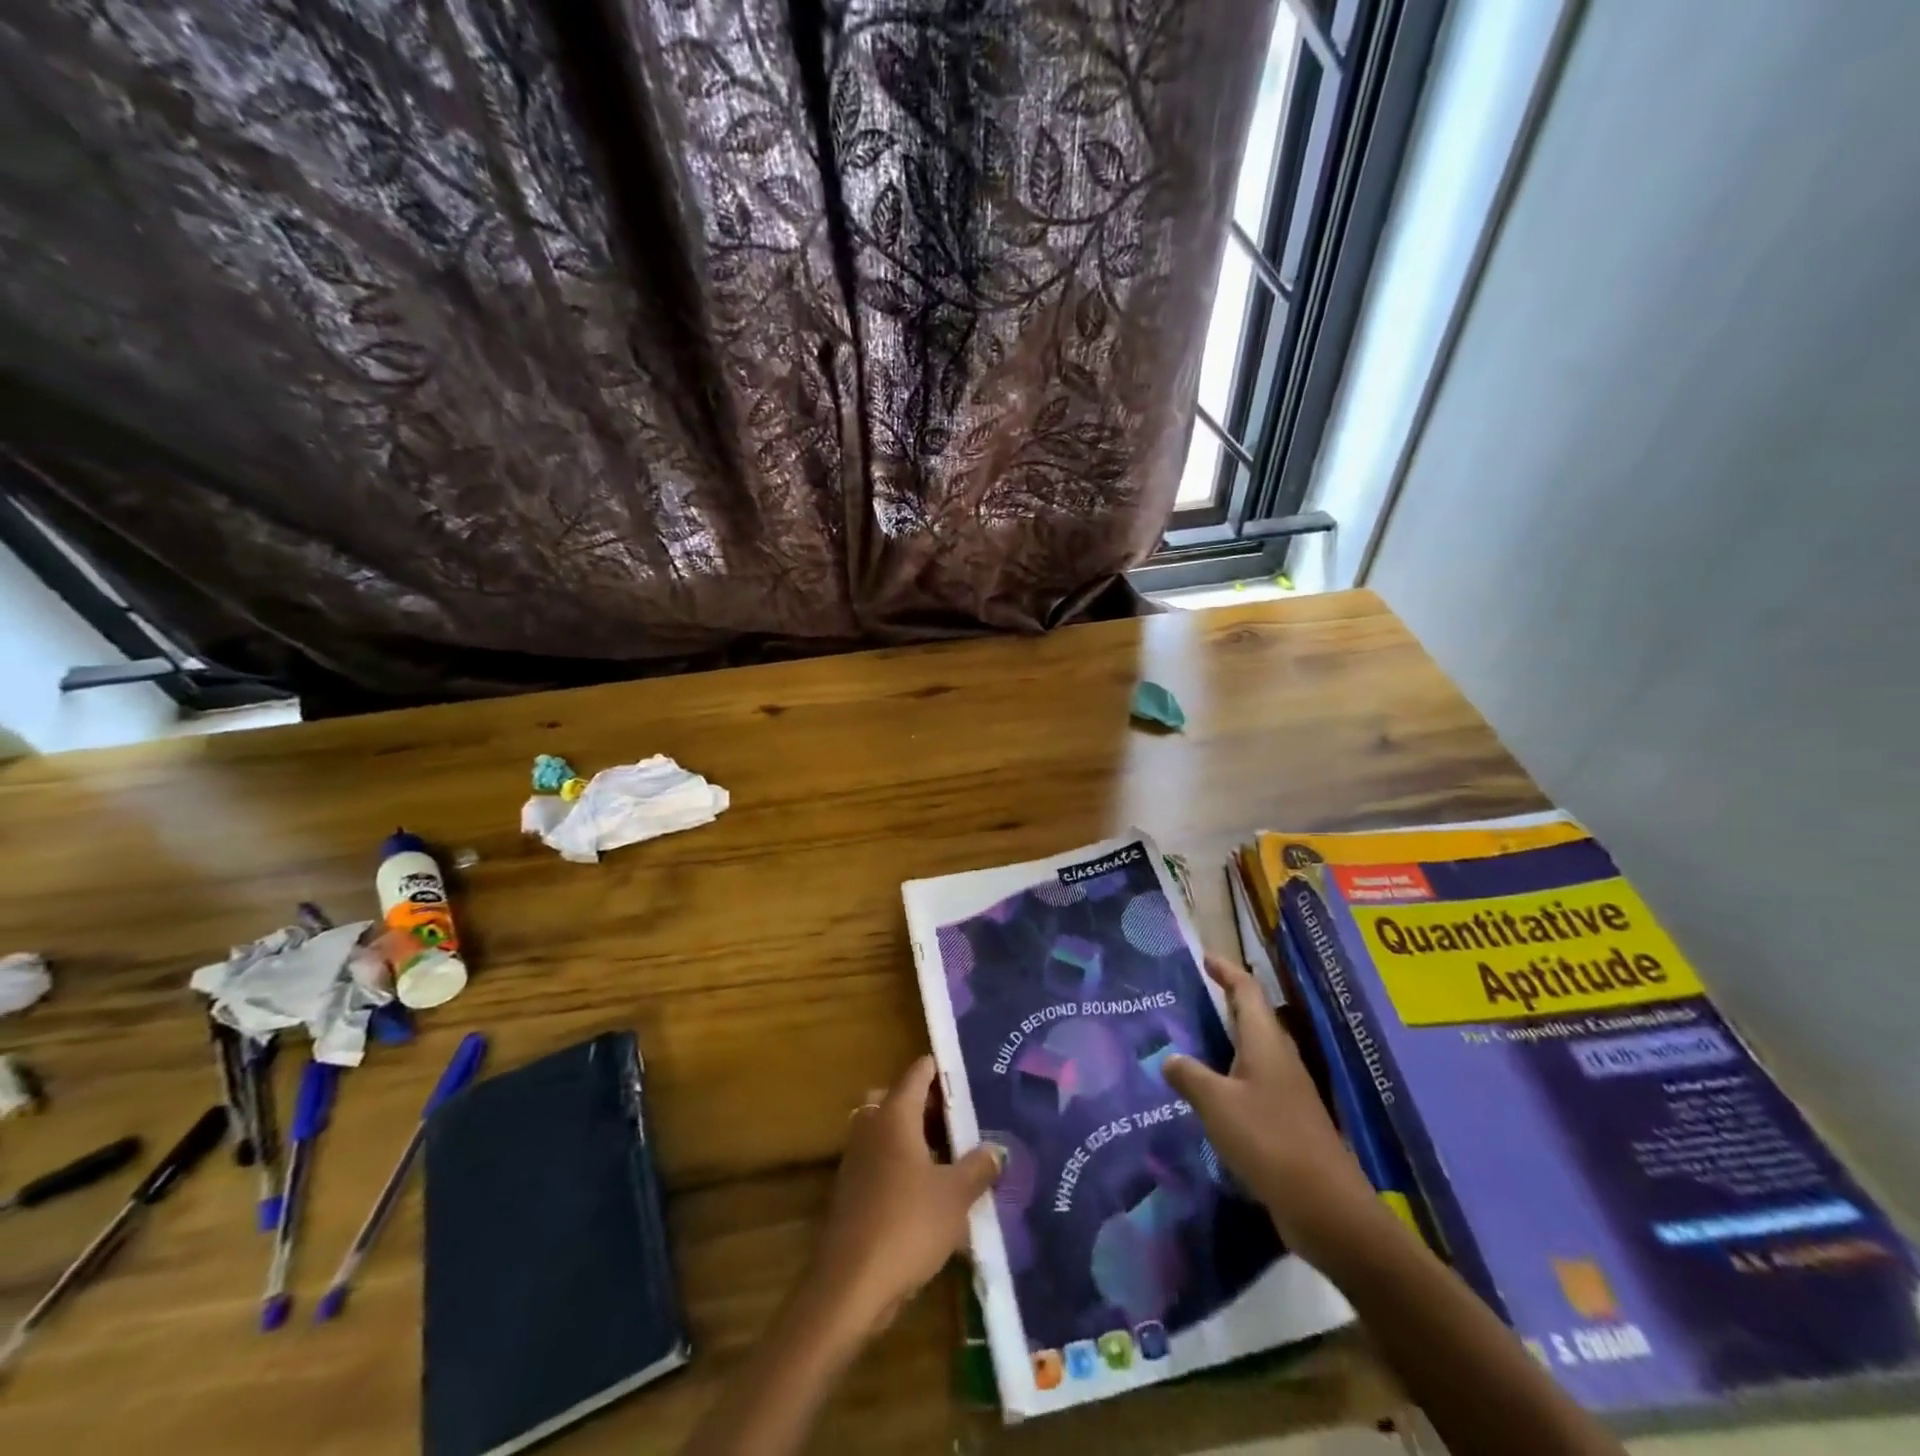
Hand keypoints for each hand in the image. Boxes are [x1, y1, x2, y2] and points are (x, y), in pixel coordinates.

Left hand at [802, 1055, 1003, 1338]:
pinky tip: (933, 1192)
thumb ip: (978, 1167)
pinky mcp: (853, 1191)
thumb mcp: (955, 1196)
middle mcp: (872, 1127)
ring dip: (918, 1138)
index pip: (918, 1072)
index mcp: (894, 1114)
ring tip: (956, 1154)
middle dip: (930, 1105)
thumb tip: (996, 1149)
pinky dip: (905, 1166)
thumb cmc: (907, 1225)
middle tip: (964, 1117)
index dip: (943, 1068)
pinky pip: (884, 1162)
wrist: (850, 1286)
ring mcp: (858, 1159)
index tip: (970, 1072)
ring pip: (891, 1132)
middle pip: (901, 1099)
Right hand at [1165, 955, 1382, 1265]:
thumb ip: (1190, 1076)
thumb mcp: (1217, 1104)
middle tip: (1195, 996)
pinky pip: (1255, 1083)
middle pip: (1255, 1018)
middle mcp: (1280, 1060)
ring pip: (1255, 1052)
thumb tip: (1171, 1058)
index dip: (1226, 971)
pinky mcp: (1289, 1122)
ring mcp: (1289, 1092)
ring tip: (1195, 1040)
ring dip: (1229, 1041)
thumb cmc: (1269, 1141)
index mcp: (1266, 1043)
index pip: (1247, 991)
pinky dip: (1231, 1076)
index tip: (1205, 958)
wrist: (1327, 1209)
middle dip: (1228, 1002)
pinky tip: (1212, 1094)